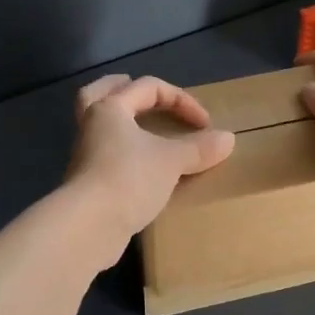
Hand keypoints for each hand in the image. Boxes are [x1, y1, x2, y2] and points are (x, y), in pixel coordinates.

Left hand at [65, 74, 235, 256]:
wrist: (88, 226)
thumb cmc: (129, 179)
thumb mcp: (172, 161)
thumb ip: (199, 148)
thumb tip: (228, 139)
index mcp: (110, 109)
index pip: (148, 88)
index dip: (181, 99)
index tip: (205, 124)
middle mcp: (92, 126)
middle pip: (99, 94)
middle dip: (120, 89)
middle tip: (136, 89)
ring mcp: (86, 156)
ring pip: (101, 128)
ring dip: (122, 125)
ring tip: (145, 131)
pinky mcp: (87, 184)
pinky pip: (106, 158)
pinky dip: (124, 155)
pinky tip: (143, 168)